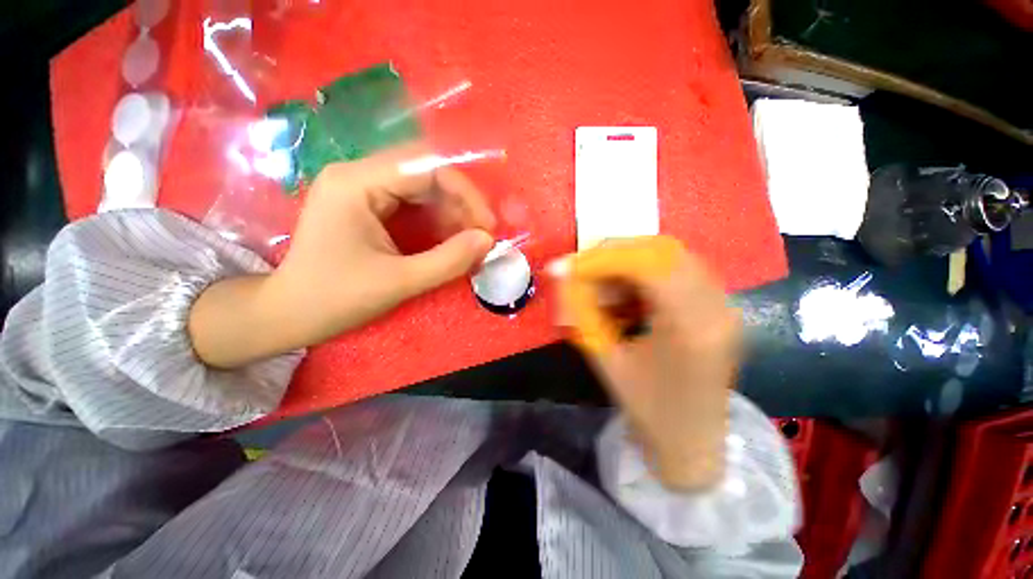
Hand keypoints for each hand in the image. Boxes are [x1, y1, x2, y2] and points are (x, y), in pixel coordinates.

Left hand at [189, 143, 495, 367]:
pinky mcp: (367, 204)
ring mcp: (361, 188)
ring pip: (423, 187)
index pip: (426, 167)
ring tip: (468, 241)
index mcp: (356, 184)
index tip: (487, 226)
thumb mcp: (399, 282)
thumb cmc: (336, 298)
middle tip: (480, 236)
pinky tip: (448, 240)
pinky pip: (413, 202)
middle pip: (426, 172)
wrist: (289, 313)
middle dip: (461, 203)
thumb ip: (448, 260)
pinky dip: (437, 220)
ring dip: (452, 212)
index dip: (465, 193)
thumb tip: (487, 240)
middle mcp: (358, 174)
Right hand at [557, 238, 740, 490]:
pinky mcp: (719, 307)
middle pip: (662, 251)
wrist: (692, 443)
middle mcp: (717, 307)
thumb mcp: (605, 360)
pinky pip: (676, 272)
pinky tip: (625, 295)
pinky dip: (643, 275)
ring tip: (601, 286)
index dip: (601, 259)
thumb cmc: (647, 410)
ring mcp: (724, 305)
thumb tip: (562, 277)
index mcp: (691, 327)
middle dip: (613, 255)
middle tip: (581, 270)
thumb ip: (582, 313)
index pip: (647, 265)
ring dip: (628, 264)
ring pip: (669, 257)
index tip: (566, 267)